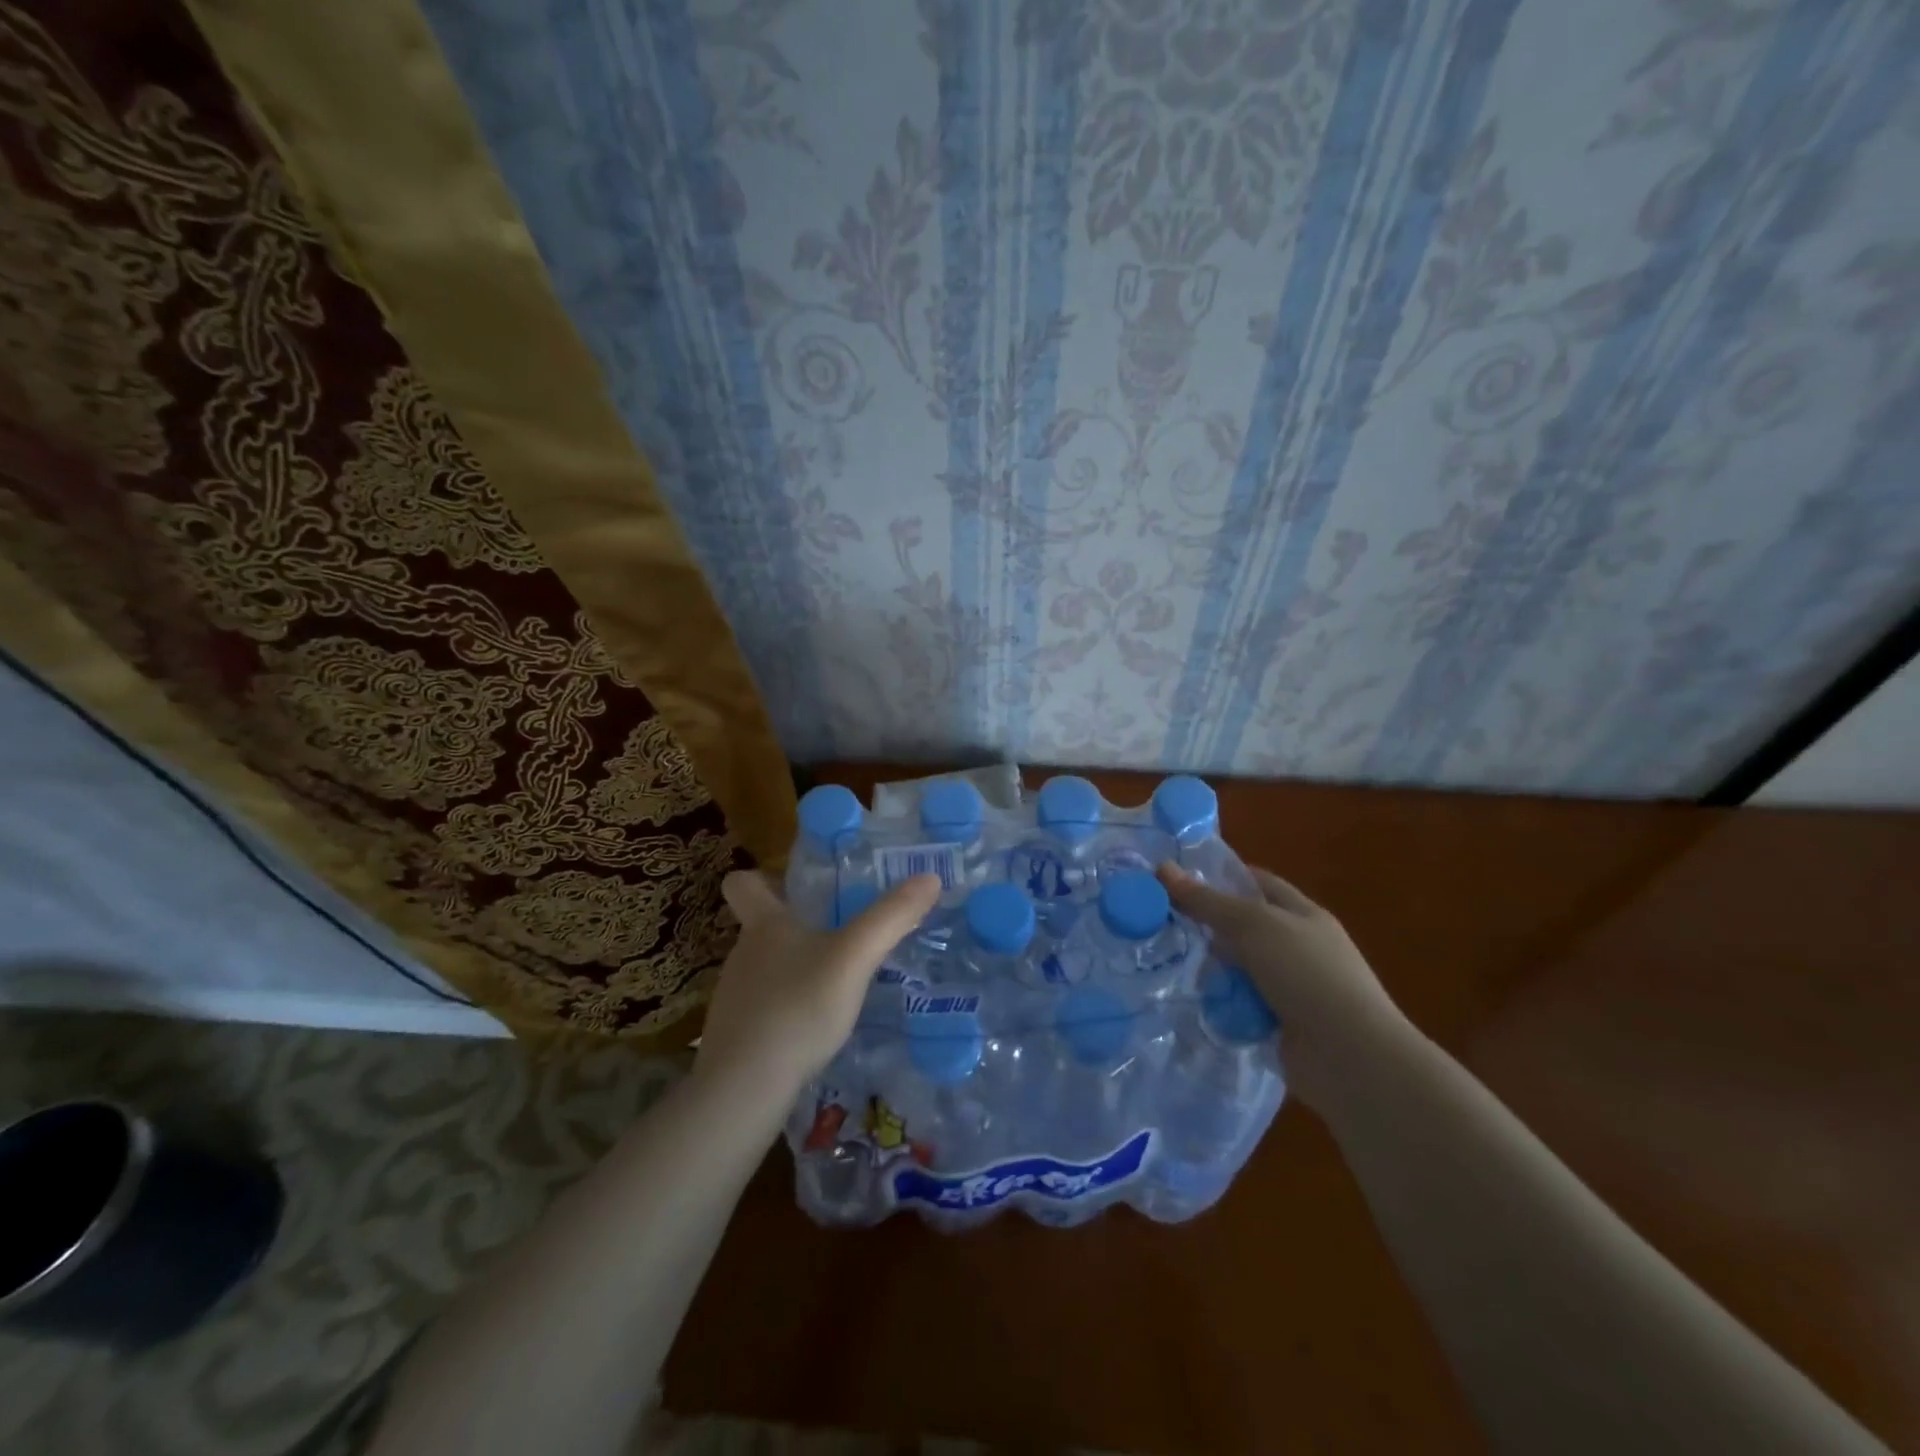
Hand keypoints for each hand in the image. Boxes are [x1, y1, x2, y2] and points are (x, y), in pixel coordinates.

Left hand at [695, 870, 942, 1101]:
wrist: (745, 1088)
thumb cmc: (798, 1007)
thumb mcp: (855, 958)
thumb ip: (891, 918)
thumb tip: (930, 877)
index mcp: (765, 925)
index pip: (742, 883)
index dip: (762, 878)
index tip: (790, 886)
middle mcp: (743, 953)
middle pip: (762, 927)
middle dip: (796, 928)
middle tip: (839, 935)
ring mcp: (734, 997)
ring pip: (764, 969)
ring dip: (794, 971)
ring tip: (834, 986)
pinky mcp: (735, 1035)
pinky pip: (763, 1008)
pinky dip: (786, 1010)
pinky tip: (814, 1029)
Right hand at [1158, 863, 1411, 1105]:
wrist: (1350, 1058)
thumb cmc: (1307, 974)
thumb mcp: (1254, 926)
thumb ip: (1207, 901)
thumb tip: (1162, 868)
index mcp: (1302, 915)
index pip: (1257, 883)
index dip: (1220, 877)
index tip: (1177, 880)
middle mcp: (1298, 947)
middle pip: (1243, 928)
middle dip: (1208, 928)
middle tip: (1162, 924)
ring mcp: (1291, 988)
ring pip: (1239, 968)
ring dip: (1213, 970)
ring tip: (1171, 965)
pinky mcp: (1280, 1024)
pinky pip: (1240, 1005)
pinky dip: (1222, 1004)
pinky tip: (1195, 1002)